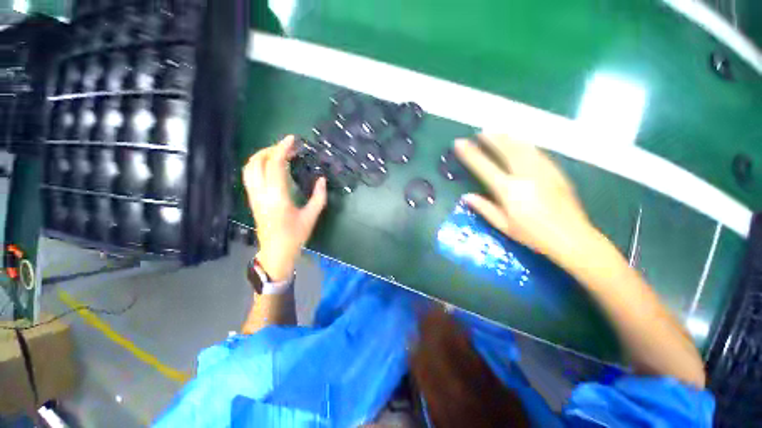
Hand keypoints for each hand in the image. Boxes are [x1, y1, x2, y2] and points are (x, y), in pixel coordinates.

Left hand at [243, 135, 326, 280]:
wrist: (275, 252)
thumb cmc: (295, 236)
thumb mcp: (311, 217)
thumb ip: (318, 197)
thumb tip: (322, 179)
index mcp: (277, 197)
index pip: (275, 165)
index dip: (282, 149)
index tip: (292, 140)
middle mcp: (261, 193)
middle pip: (257, 162)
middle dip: (271, 149)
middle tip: (287, 147)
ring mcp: (254, 196)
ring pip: (249, 168)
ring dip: (262, 156)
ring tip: (277, 154)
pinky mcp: (252, 200)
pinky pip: (250, 176)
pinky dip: (258, 165)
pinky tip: (270, 167)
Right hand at [454, 134, 593, 263]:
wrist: (572, 238)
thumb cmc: (533, 235)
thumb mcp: (503, 226)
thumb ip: (484, 208)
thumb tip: (467, 196)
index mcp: (509, 190)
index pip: (484, 167)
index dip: (470, 154)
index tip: (460, 143)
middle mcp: (525, 175)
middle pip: (505, 150)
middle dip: (491, 138)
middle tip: (480, 132)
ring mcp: (543, 171)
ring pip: (522, 147)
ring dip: (507, 138)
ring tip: (497, 132)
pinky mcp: (556, 171)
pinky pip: (537, 152)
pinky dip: (524, 144)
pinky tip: (520, 143)